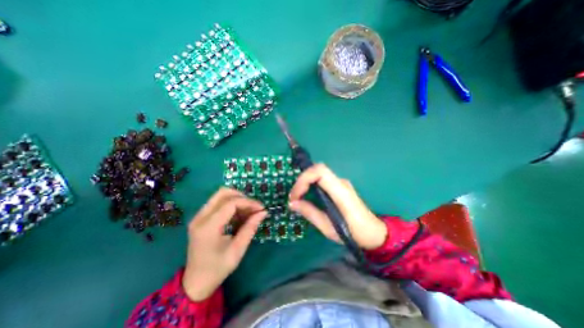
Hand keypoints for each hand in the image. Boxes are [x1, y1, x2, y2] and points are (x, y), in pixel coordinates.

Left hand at [182, 189, 266, 300]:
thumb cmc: (217, 269)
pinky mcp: (201, 217)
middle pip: (223, 193)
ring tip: (248, 212)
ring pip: (221, 195)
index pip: (231, 203)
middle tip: (253, 207)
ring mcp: (199, 216)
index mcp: (208, 227)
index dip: (249, 202)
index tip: (261, 208)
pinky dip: (231, 204)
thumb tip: (263, 212)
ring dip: (237, 199)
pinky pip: (218, 202)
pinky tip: (239, 215)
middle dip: (242, 197)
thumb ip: (250, 228)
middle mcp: (200, 217)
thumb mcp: (238, 250)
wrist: (195, 283)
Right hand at [288, 163, 386, 249]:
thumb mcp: (329, 228)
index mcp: (341, 192)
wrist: (374, 233)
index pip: (320, 171)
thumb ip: (310, 213)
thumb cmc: (354, 233)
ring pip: (318, 173)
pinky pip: (321, 179)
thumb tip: (292, 203)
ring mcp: (341, 183)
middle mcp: (341, 182)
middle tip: (294, 197)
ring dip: (305, 182)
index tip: (295, 196)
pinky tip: (307, 196)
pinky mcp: (339, 186)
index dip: (304, 179)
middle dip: (302, 180)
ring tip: (297, 198)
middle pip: (317, 169)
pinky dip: (310, 184)